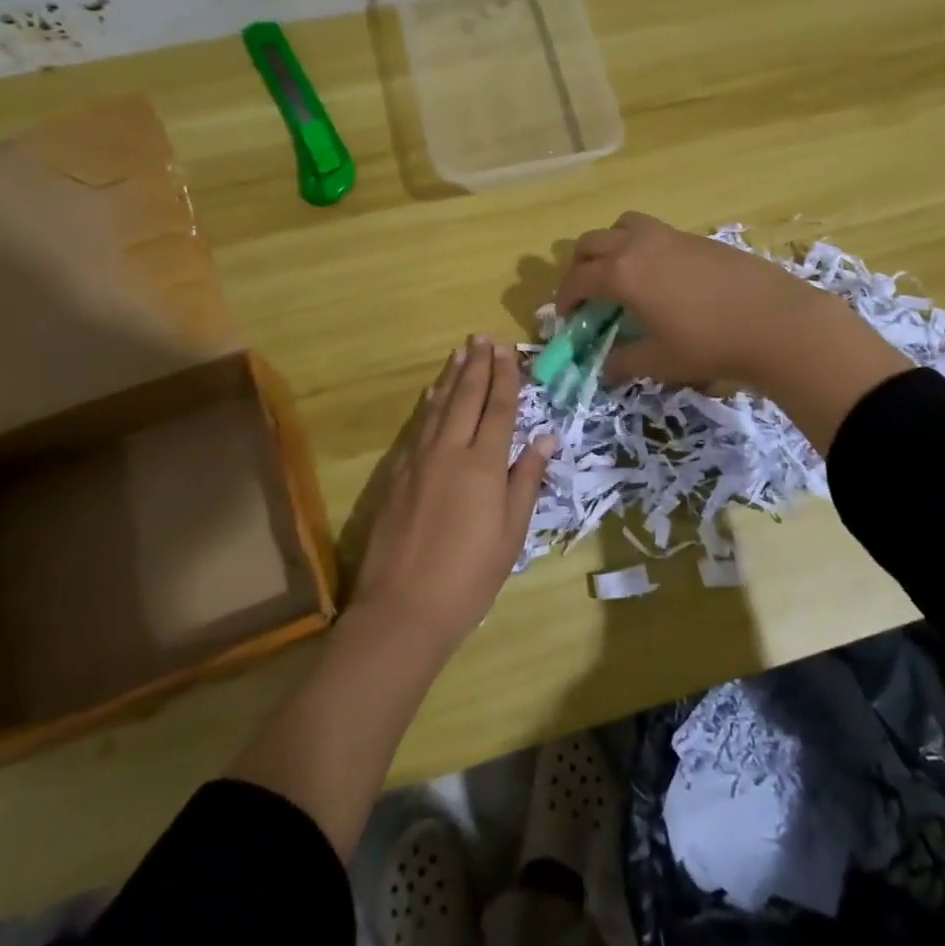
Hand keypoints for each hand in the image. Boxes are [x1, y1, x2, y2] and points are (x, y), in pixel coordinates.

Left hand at [349, 336, 555, 654]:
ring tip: (459, 354)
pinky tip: (432, 396)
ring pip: (438, 407)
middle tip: (482, 338)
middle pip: (466, 398)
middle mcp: (449, 451)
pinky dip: (429, 405)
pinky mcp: (398, 474)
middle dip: (477, 366)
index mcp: (483, 464)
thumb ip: (526, 480)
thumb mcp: (512, 533)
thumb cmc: (470, 576)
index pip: (498, 409)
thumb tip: (546, 439)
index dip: (505, 378)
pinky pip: (419, 427)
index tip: (507, 351)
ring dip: (451, 378)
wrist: (403, 607)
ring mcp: (418, 461)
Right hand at [554, 213, 911, 449]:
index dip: (565, 298)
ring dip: (610, 245)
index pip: (578, 279)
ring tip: (620, 273)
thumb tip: (605, 368)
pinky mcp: (697, 237)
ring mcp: (670, 236)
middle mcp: (639, 245)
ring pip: (623, 225)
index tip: (566, 317)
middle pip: (592, 242)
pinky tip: (660, 277)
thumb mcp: (659, 361)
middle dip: (580, 266)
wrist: (775, 321)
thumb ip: (623, 362)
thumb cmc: (708, 344)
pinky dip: (641, 247)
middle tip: (587, 293)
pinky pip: (653, 232)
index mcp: (622, 273)